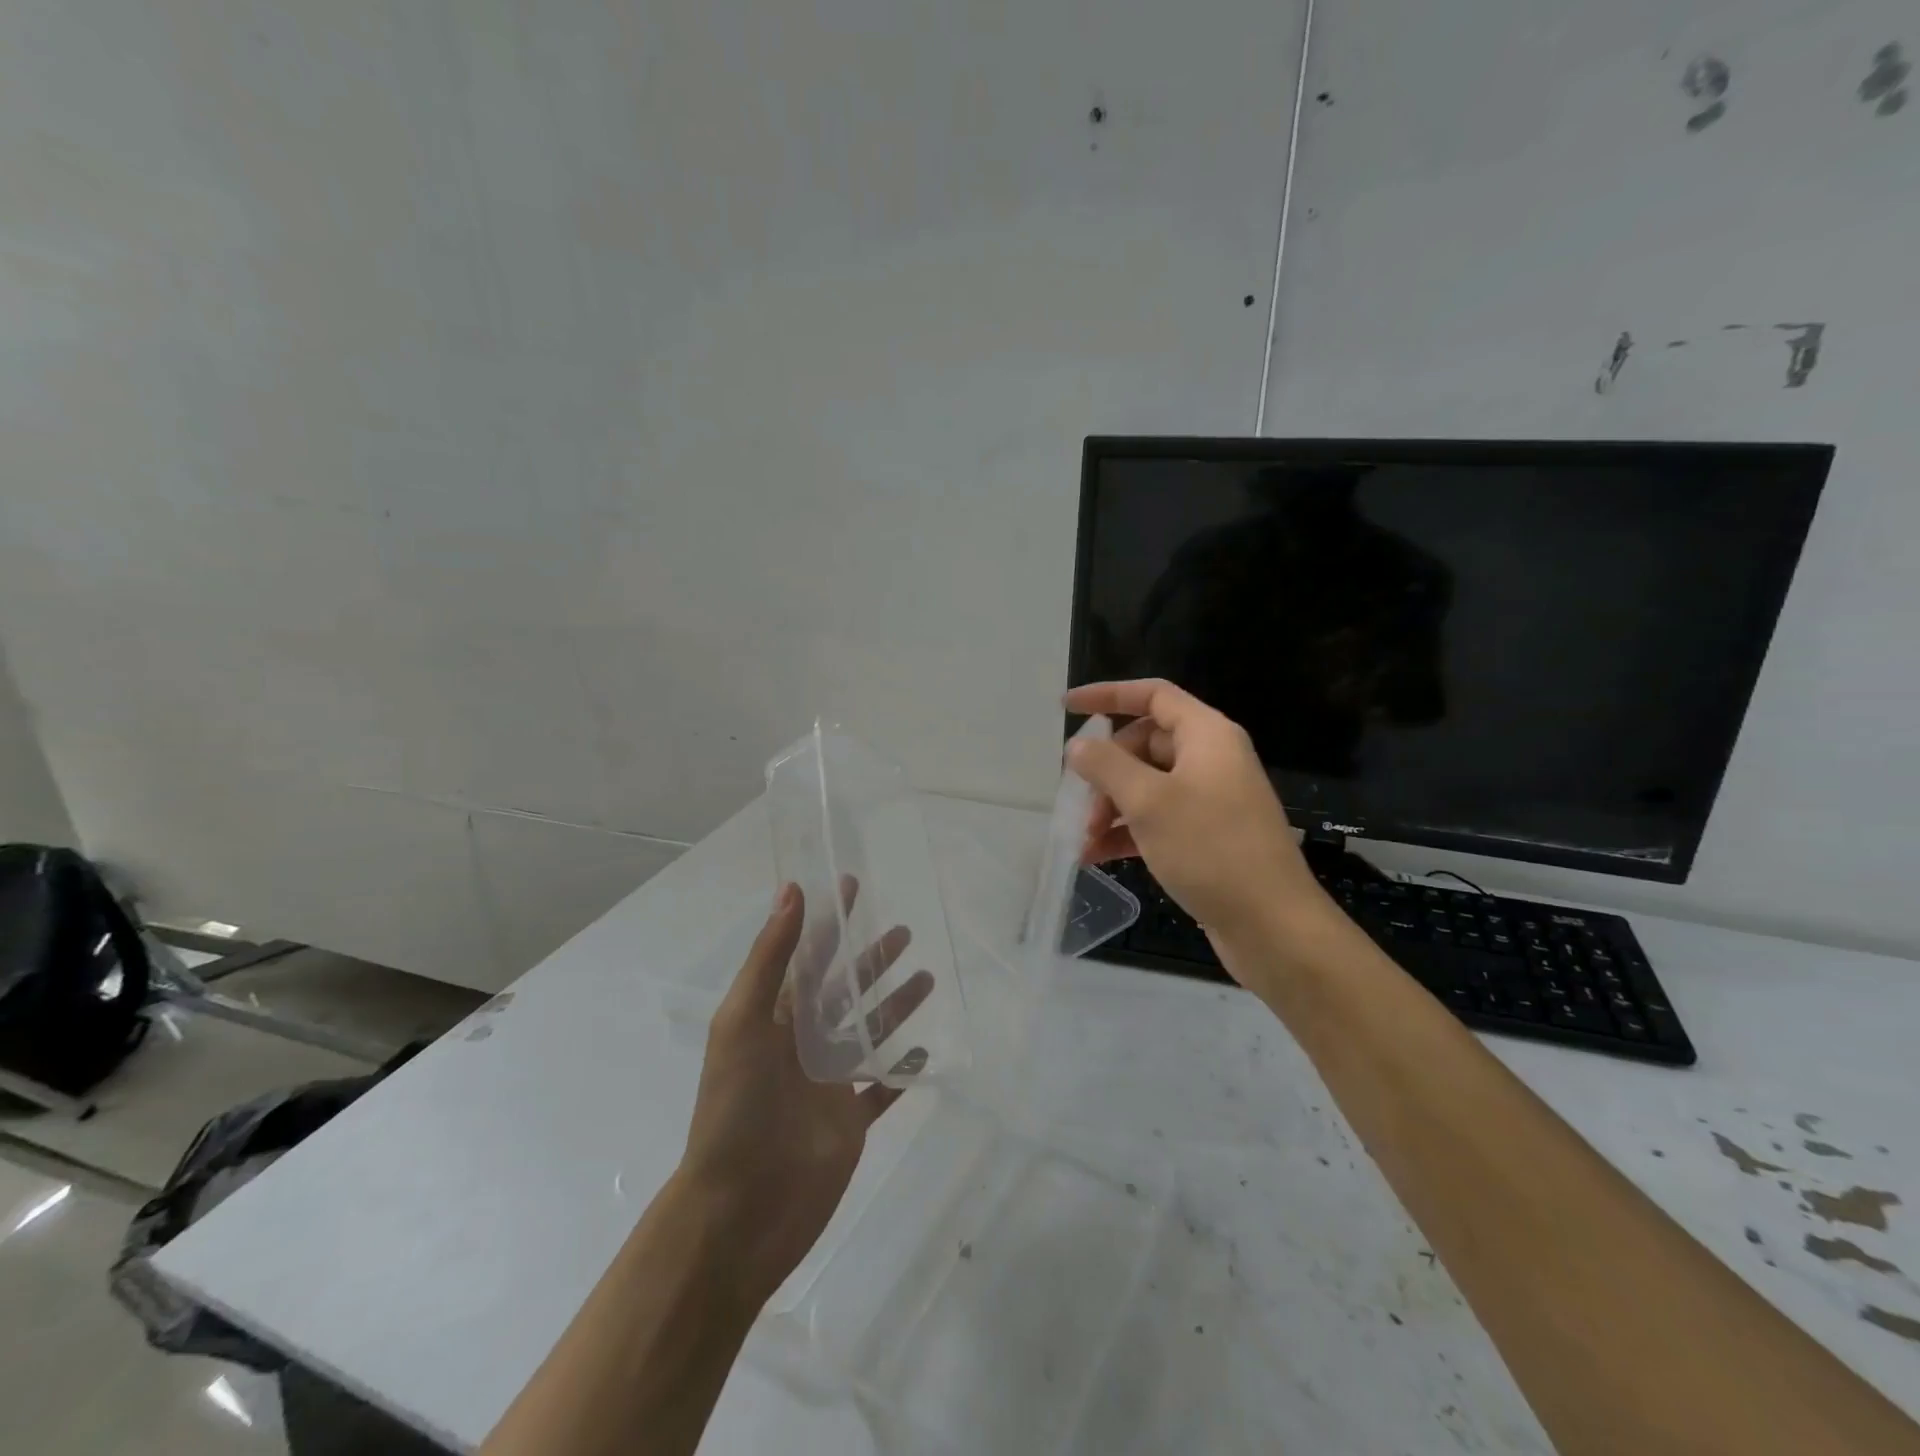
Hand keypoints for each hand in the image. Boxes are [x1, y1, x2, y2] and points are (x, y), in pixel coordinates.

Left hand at [677, 883, 930, 1305]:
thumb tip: (792, 890)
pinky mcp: (850, 1122)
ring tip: (926, 979)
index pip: (808, 955)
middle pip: (845, 990)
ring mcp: (829, 1083)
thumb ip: (770, 957)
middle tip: (905, 932)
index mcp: (774, 1017)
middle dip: (872, 960)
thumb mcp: (743, 1022)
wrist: (738, 1212)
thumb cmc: (735, 1108)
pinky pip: (883, 1088)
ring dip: (895, 1006)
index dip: (830, 919)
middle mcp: (802, 1043)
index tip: (853, 885)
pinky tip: (925, 1048)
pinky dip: (902, 1069)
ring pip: (869, 1032)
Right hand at [1065, 679, 1333, 948]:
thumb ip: (1107, 766)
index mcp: (1207, 735)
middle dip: (1105, 771)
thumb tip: (1078, 747)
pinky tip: (1097, 856)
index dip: (1107, 695)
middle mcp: (1211, 760)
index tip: (1067, 708)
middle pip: (1144, 745)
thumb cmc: (1211, 850)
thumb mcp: (1149, 802)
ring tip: (1084, 839)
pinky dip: (1127, 832)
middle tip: (1081, 804)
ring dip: (1111, 807)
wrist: (1272, 926)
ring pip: (1147, 786)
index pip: (1152, 695)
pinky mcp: (1207, 837)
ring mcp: (1210, 799)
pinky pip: (1157, 819)